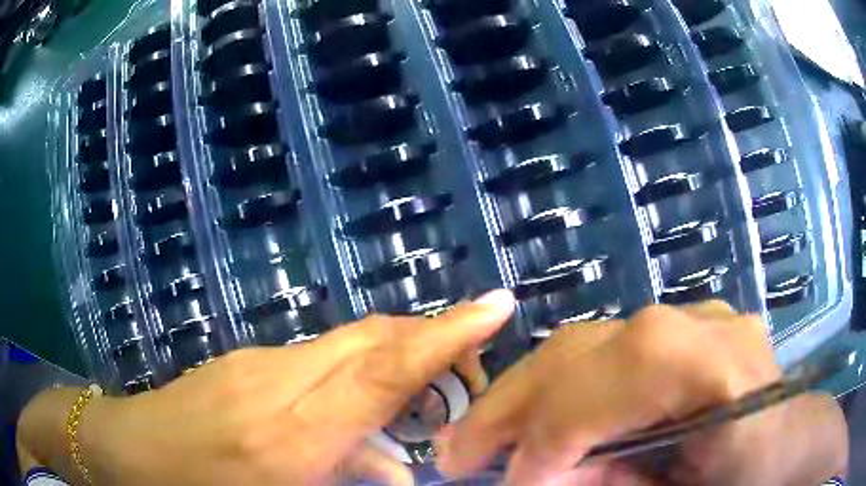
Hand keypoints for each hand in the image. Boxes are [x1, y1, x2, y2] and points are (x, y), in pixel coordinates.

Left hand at [70, 290, 514, 484]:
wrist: (126, 451)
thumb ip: (350, 481)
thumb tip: (402, 469)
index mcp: (287, 435)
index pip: (381, 372)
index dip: (444, 337)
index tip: (495, 304)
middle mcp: (277, 384)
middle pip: (371, 341)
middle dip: (432, 342)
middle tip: (473, 369)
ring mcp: (256, 363)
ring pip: (348, 347)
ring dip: (396, 364)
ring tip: (425, 400)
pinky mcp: (245, 360)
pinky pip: (318, 362)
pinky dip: (355, 380)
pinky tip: (357, 417)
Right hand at [436, 301, 848, 484]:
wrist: (792, 443)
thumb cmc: (751, 477)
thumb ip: (614, 484)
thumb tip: (539, 479)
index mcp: (708, 362)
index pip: (596, 394)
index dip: (541, 448)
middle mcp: (694, 322)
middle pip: (578, 353)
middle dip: (509, 409)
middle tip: (457, 451)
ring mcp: (691, 318)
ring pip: (584, 345)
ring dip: (529, 397)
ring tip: (487, 436)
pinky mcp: (685, 331)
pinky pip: (607, 353)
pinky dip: (566, 390)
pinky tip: (547, 420)